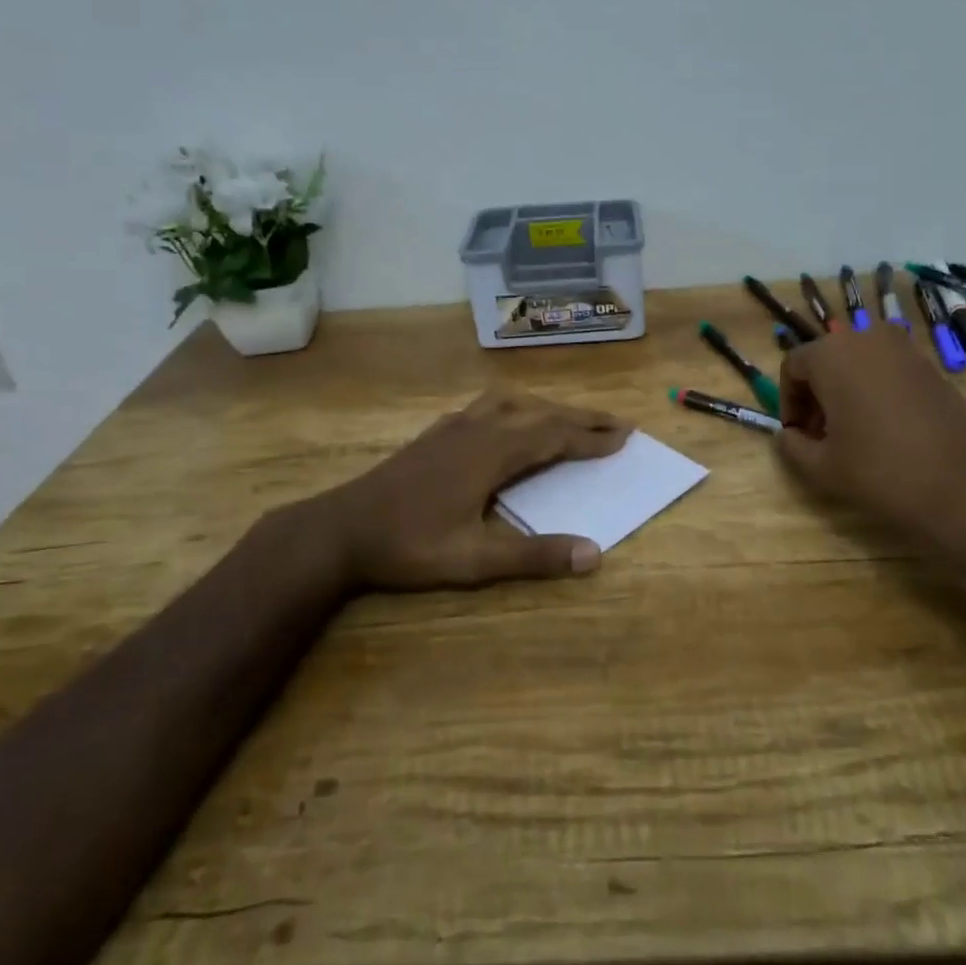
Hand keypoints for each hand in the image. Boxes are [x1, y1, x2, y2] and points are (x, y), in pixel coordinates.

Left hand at [331, 389, 632, 589]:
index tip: (625, 436)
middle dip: (581, 417)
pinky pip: (485, 406)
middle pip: (540, 413)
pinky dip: (512, 408)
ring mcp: (453, 427)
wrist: (340, 530)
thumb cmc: (408, 546)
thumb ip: (533, 556)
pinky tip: (505, 421)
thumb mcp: (473, 560)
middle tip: (616, 423)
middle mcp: (478, 429)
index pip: (554, 437)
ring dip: (547, 408)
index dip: (592, 437)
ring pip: (512, 403)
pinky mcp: (435, 433)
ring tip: (568, 418)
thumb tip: (594, 553)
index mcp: (492, 454)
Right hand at [776, 327, 965, 548]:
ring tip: (852, 433)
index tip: (797, 434)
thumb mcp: (822, 467)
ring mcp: (904, 349)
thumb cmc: (881, 473)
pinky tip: (885, 430)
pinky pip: (887, 370)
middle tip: (821, 435)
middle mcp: (866, 338)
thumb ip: (792, 445)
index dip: (788, 401)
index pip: (793, 366)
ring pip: (857, 363)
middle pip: (826, 359)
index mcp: (832, 355)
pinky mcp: (931, 367)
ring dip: (845, 391)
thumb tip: (788, 434)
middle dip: (816, 394)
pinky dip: (875, 390)